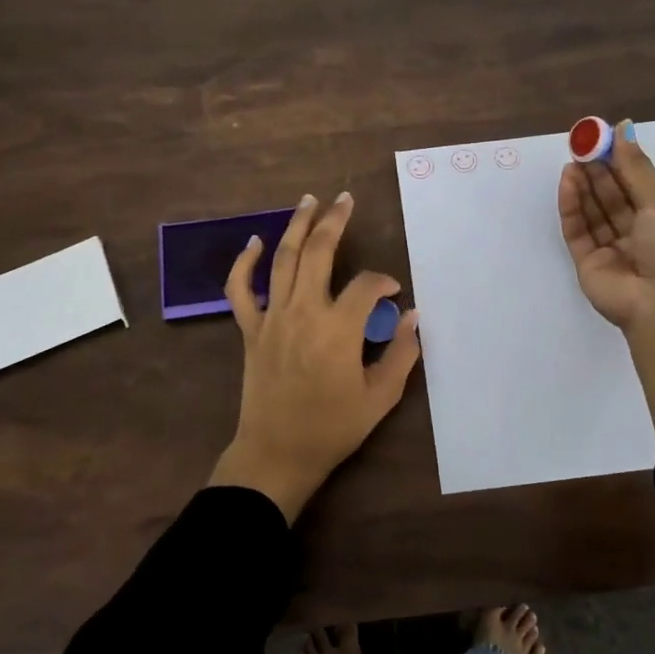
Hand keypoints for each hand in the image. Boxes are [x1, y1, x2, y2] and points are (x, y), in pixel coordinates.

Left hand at [207, 191, 421, 522]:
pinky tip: (253, 242)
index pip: (366, 286)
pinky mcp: (250, 329)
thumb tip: (414, 316)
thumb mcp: (380, 398)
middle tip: (345, 199)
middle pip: (318, 252)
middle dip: (334, 221)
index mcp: (339, 329)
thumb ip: (402, 354)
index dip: (384, 282)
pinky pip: (240, 290)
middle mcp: (304, 312)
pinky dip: (244, 263)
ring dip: (296, 226)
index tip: (393, 292)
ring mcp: (272, 318)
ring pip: (283, 259)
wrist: (277, 454)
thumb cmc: (331, 429)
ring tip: (309, 201)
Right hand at [558, 119, 654, 333]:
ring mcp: (610, 248)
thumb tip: (623, 128)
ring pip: (592, 211)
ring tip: (572, 159)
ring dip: (583, 184)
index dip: (619, 159)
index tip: (602, 135)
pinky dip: (571, 206)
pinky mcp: (587, 262)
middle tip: (581, 143)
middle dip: (597, 169)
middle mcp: (636, 232)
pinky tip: (568, 182)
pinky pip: (577, 230)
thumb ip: (636, 167)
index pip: (635, 183)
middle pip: (611, 195)